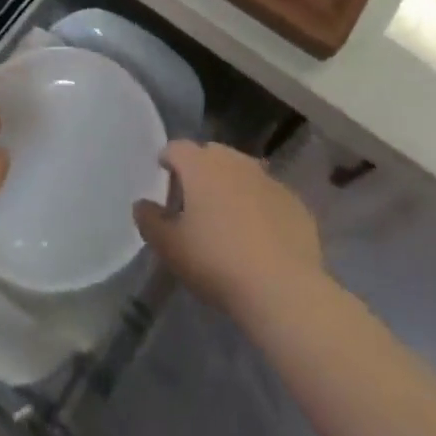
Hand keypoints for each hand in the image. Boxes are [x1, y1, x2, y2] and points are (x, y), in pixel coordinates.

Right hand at [134, 141, 323, 316]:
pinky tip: (259, 235)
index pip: (177, 148)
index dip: (167, 159)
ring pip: (243, 172)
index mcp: (201, 166)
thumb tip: (141, 204)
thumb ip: (150, 221)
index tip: (163, 173)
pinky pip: (268, 195)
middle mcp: (235, 161)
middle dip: (200, 169)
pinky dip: (259, 206)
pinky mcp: (294, 201)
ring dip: (232, 185)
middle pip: (211, 154)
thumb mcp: (170, 248)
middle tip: (194, 199)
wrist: (282, 287)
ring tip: (227, 216)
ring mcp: (268, 179)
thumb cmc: (216, 262)